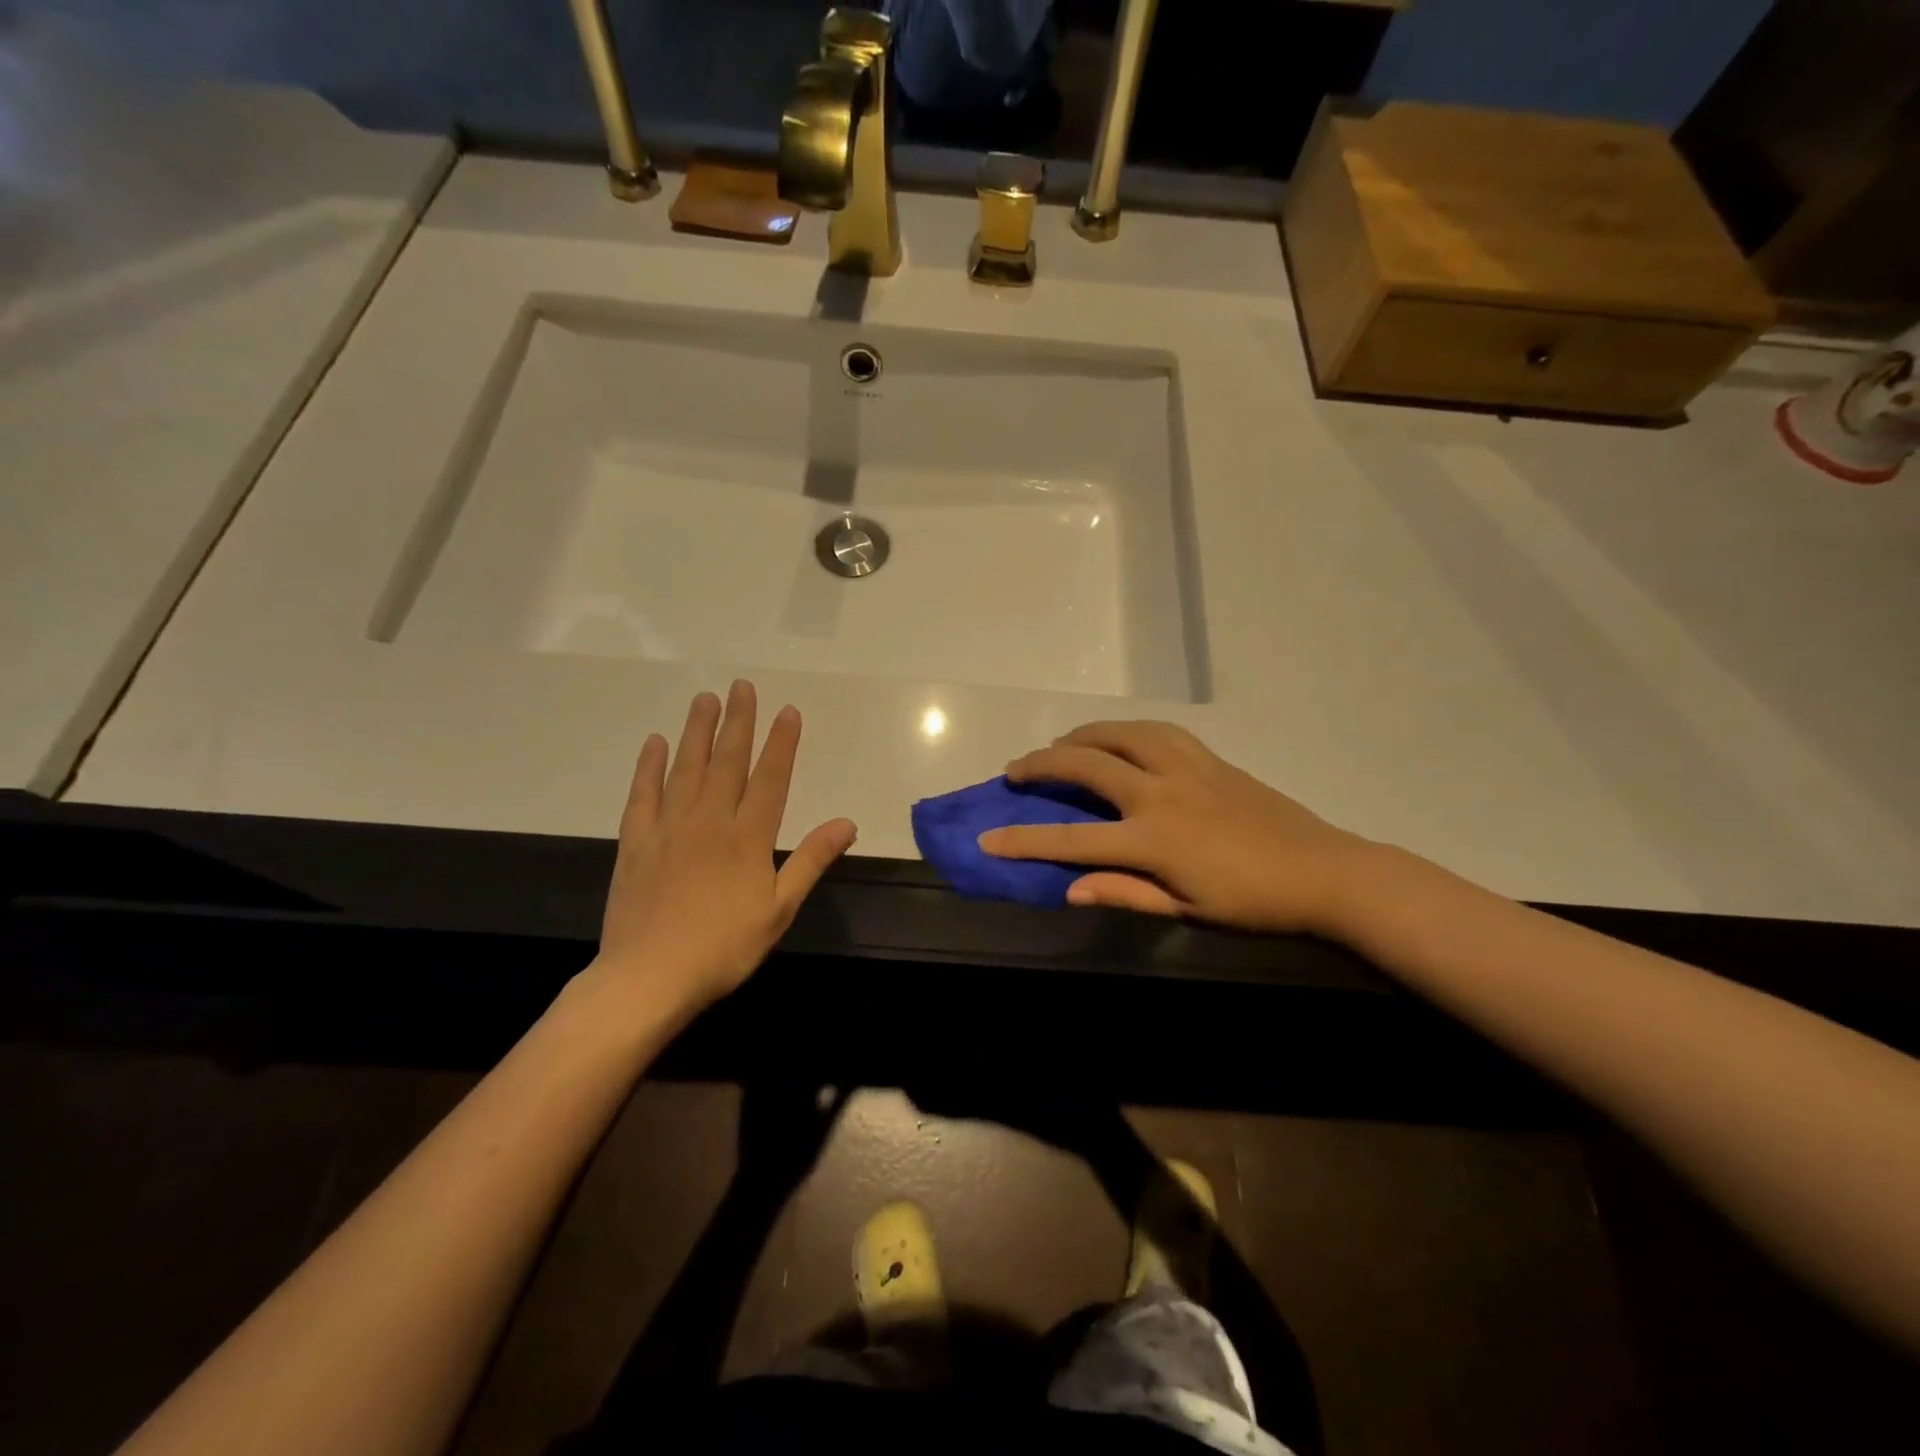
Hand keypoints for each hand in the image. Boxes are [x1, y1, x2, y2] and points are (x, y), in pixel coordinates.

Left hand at [592, 681, 856, 1018]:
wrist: (649, 977)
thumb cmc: (724, 947)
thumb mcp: (780, 909)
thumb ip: (811, 860)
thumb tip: (847, 823)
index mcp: (748, 837)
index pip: (770, 778)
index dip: (781, 743)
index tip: (787, 711)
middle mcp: (710, 820)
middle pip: (727, 761)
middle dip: (738, 721)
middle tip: (742, 686)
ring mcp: (669, 827)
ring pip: (686, 768)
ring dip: (697, 731)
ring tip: (705, 699)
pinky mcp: (635, 842)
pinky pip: (642, 794)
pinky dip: (648, 766)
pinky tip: (654, 743)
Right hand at [979, 720, 1372, 935]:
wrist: (1325, 872)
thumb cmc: (1253, 903)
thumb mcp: (1186, 909)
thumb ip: (1125, 893)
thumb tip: (1069, 889)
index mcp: (1153, 839)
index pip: (1073, 839)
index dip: (1024, 841)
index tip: (985, 839)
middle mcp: (1161, 793)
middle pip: (1088, 766)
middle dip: (1042, 765)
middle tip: (1015, 770)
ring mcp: (1187, 768)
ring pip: (1122, 734)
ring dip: (1082, 735)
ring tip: (1062, 743)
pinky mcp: (1209, 758)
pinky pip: (1158, 730)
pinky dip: (1126, 729)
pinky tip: (1120, 736)